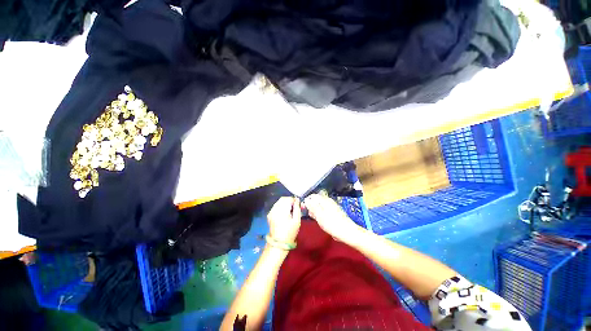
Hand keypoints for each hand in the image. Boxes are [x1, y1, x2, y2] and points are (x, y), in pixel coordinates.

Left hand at [267, 197, 300, 243]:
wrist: (279, 243)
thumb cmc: (290, 233)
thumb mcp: (297, 220)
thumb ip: (297, 208)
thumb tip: (297, 200)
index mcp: (282, 210)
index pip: (288, 199)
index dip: (294, 200)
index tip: (299, 204)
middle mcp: (275, 209)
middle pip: (283, 199)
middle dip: (289, 200)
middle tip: (295, 206)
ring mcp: (271, 212)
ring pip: (279, 202)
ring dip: (285, 203)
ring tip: (291, 210)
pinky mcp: (269, 215)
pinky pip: (276, 206)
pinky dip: (281, 206)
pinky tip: (285, 213)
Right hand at [304, 194, 361, 242]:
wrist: (347, 232)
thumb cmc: (332, 224)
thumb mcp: (319, 215)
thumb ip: (312, 206)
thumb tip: (306, 200)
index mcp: (325, 200)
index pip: (313, 196)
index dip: (307, 201)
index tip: (304, 208)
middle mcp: (328, 201)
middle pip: (316, 201)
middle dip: (311, 207)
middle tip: (310, 215)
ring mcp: (332, 206)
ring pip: (320, 206)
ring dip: (316, 212)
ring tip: (316, 219)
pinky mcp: (334, 212)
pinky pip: (324, 211)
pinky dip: (321, 214)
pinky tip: (321, 221)